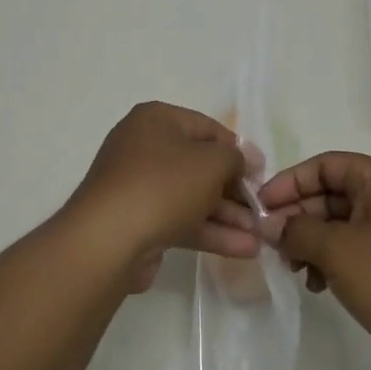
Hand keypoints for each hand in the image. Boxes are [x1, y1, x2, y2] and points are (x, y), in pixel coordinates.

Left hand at [66, 102, 261, 290]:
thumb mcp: (211, 162)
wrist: (108, 239)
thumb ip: (234, 158)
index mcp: (156, 120)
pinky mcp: (138, 221)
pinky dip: (209, 231)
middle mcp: (144, 147)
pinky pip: (180, 220)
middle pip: (200, 165)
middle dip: (234, 190)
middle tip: (261, 210)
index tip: (261, 174)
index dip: (238, 150)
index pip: (208, 128)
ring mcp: (138, 186)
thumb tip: (242, 162)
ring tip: (261, 236)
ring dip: (227, 215)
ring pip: (192, 196)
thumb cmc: (163, 186)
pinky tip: (243, 249)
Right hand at [260, 152, 370, 369]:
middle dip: (299, 217)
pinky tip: (319, 286)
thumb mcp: (338, 250)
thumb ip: (298, 230)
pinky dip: (335, 261)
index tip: (260, 208)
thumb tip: (272, 225)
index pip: (326, 165)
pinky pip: (359, 249)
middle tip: (271, 244)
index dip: (290, 183)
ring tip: (294, 271)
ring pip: (344, 224)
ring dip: (313, 242)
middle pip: (334, 194)